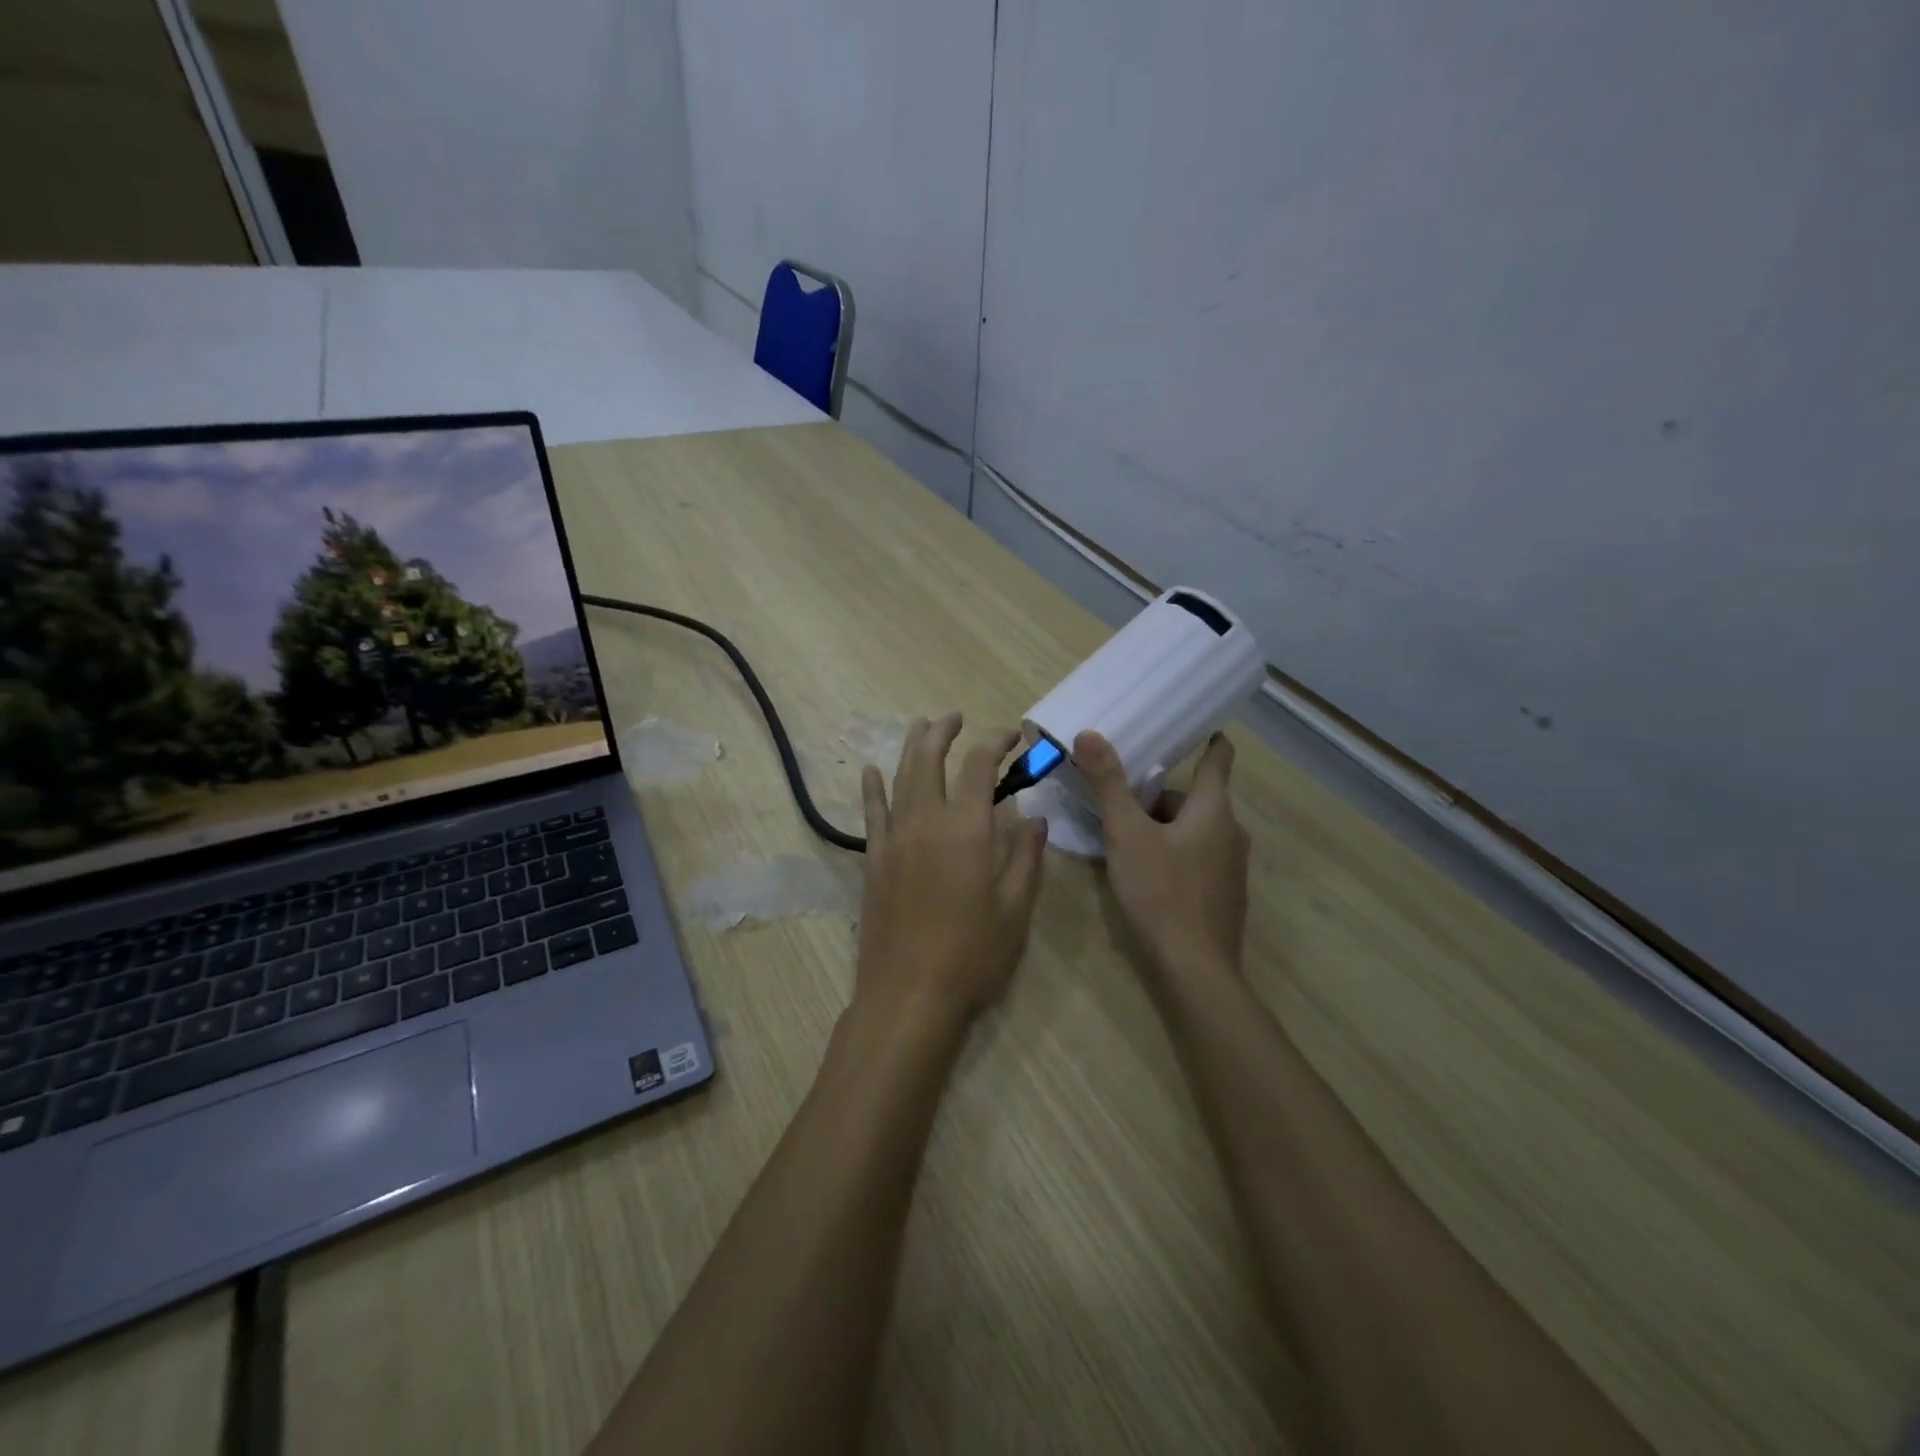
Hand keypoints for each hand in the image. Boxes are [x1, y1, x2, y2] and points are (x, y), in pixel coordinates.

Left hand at [854, 714, 1048, 1026]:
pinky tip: (871, 771)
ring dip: (912, 747)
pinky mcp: (873, 859)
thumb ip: (1026, 858)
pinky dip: (873, 787)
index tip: (1012, 737)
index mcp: (966, 828)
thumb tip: (1036, 821)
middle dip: (944, 731)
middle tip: (957, 717)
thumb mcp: (1015, 909)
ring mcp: (893, 838)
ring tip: (922, 727)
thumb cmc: (972, 954)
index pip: (979, 766)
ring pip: (900, 777)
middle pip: (930, 759)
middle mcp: (925, 820)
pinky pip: (871, 812)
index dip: (995, 743)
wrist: (909, 994)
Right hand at [1075, 730, 1249, 980]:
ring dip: (1162, 826)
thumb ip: (1108, 783)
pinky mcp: (1223, 895)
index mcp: (1213, 809)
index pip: (1218, 758)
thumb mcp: (1126, 833)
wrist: (1194, 969)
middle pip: (1194, 799)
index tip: (1192, 726)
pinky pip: (1196, 858)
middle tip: (1119, 800)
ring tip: (1123, 839)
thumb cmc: (1161, 892)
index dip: (1208, 739)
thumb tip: (1089, 734)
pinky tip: (1145, 875)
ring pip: (1193, 830)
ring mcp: (1230, 867)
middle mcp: (1230, 832)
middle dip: (1158, 796)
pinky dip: (1172, 853)